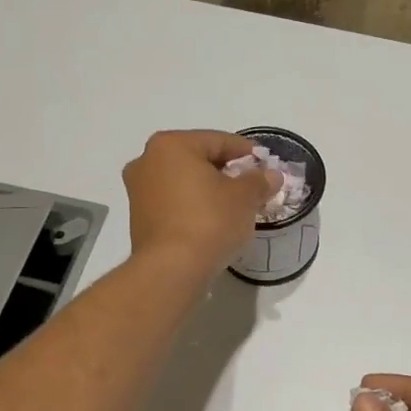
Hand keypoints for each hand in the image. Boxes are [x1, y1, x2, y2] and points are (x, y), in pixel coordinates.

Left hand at [122, 129, 278, 274]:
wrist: (172, 269)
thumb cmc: (210, 221)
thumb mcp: (245, 197)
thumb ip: (259, 180)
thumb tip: (271, 175)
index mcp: (171, 145)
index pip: (218, 140)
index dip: (247, 152)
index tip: (266, 165)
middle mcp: (147, 161)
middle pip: (198, 159)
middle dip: (227, 171)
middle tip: (253, 186)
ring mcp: (139, 191)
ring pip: (184, 182)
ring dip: (209, 189)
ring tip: (235, 206)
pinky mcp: (139, 218)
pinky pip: (174, 202)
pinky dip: (194, 206)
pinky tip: (213, 221)